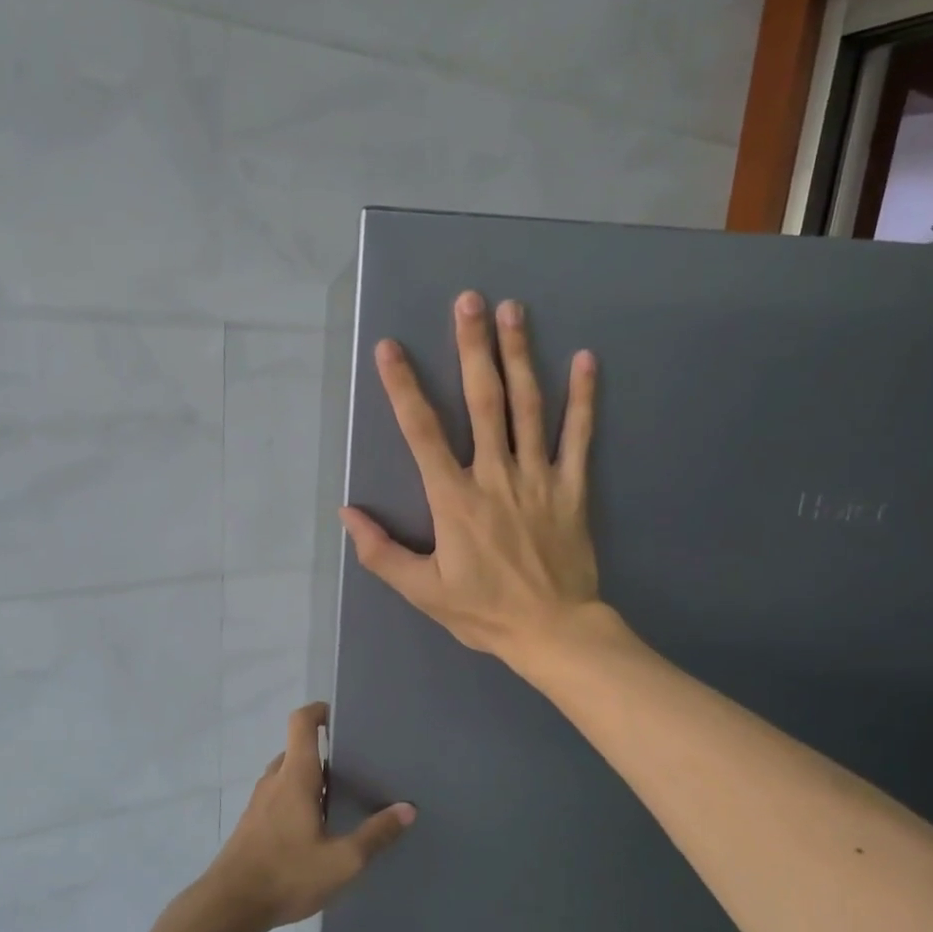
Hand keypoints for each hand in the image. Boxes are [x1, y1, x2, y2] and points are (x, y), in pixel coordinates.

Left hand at [205, 702, 415, 930]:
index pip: (301, 722)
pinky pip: (279, 795)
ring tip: (341, 797)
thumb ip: (376, 835)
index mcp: (295, 776)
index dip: (319, 710)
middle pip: (298, 749)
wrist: (228, 906)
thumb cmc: (286, 874)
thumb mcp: (342, 861)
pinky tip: (316, 828)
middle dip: (325, 752)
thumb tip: (407, 809)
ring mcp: (260, 802)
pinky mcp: (252, 823)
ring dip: (311, 778)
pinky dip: (298, 797)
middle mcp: (275, 780)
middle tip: (356, 765)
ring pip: (288, 775)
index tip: (341, 716)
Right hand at [340, 290, 603, 665]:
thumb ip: (381, 552)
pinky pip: (579, 436)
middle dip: (472, 348)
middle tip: (468, 300)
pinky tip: (585, 359)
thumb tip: (347, 514)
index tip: (390, 348)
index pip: (422, 433)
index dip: (403, 387)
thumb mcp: (423, 591)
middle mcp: (495, 476)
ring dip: (520, 356)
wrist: (553, 631)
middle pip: (483, 401)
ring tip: (513, 311)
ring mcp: (538, 478)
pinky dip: (583, 398)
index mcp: (454, 499)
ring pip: (529, 407)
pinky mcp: (573, 487)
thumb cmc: (484, 611)